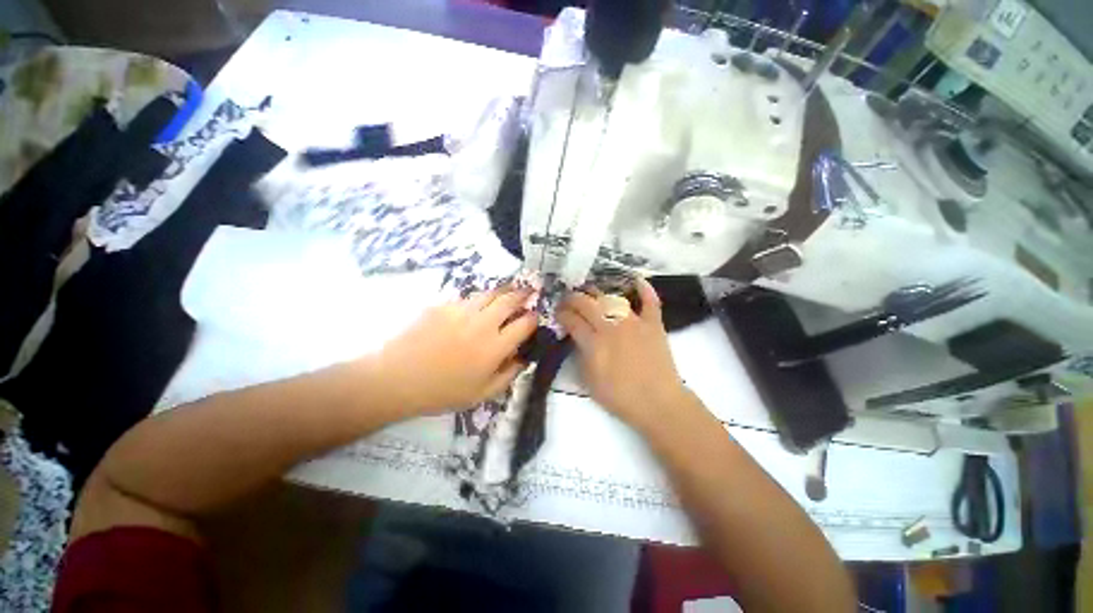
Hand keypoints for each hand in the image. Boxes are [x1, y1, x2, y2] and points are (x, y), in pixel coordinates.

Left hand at [374, 287, 536, 415]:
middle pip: (510, 300)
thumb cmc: (442, 392)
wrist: (397, 379)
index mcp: (495, 346)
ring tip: (508, 290)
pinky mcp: (443, 306)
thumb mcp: (481, 394)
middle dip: (524, 294)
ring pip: (490, 293)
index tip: (535, 317)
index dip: (534, 318)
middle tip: (529, 292)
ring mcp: (462, 311)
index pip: (525, 323)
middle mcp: (483, 323)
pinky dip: (478, 298)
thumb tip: (523, 359)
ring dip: (503, 290)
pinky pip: (467, 297)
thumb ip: (508, 375)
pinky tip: (477, 304)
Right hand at [556, 278, 688, 432]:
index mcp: (594, 343)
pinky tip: (637, 280)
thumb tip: (577, 339)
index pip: (572, 321)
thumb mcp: (589, 381)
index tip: (558, 313)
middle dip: (573, 299)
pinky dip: (645, 290)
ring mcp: (634, 323)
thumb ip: (580, 356)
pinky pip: (650, 302)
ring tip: (590, 291)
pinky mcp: (653, 324)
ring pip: (612, 298)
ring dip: (597, 292)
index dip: (562, 314)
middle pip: (587, 304)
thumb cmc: (620, 397)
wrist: (658, 403)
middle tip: (568, 299)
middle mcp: (612, 327)